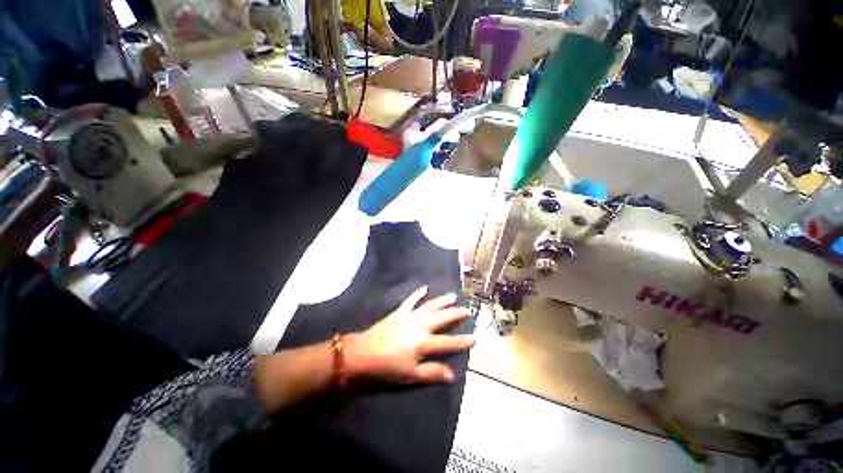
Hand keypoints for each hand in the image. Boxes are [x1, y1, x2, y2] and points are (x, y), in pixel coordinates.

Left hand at [344, 286, 474, 384]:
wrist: (364, 352)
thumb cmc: (388, 366)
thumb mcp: (410, 375)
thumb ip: (432, 373)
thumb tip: (453, 375)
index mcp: (423, 343)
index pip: (447, 342)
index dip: (462, 341)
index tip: (475, 338)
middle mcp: (419, 326)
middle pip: (441, 318)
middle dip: (455, 314)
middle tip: (467, 309)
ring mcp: (410, 316)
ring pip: (430, 306)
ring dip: (442, 301)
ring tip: (453, 296)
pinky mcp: (400, 311)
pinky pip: (411, 300)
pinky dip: (418, 293)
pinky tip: (425, 288)